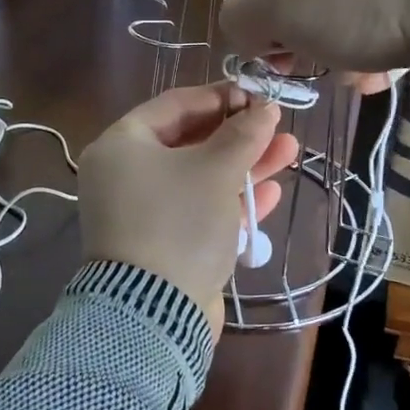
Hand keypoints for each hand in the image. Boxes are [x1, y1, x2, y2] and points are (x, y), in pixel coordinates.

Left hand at [78, 84, 300, 334]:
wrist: (154, 314)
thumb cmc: (179, 223)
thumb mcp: (215, 171)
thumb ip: (243, 134)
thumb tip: (265, 108)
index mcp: (121, 146)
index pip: (174, 105)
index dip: (219, 96)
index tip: (257, 95)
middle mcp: (125, 175)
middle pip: (188, 142)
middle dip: (238, 135)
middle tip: (277, 126)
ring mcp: (143, 212)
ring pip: (199, 178)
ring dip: (243, 167)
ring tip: (289, 151)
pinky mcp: (162, 245)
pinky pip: (198, 211)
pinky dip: (230, 202)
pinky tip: (272, 194)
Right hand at [218, 0, 409, 83]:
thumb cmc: (358, 5)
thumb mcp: (280, 15)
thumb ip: (240, 19)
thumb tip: (240, 29)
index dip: (263, 30)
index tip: (281, 65)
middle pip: (305, 2)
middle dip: (307, 46)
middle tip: (322, 73)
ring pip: (344, 15)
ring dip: (342, 53)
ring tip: (362, 77)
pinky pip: (383, 16)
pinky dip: (377, 44)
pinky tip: (388, 68)